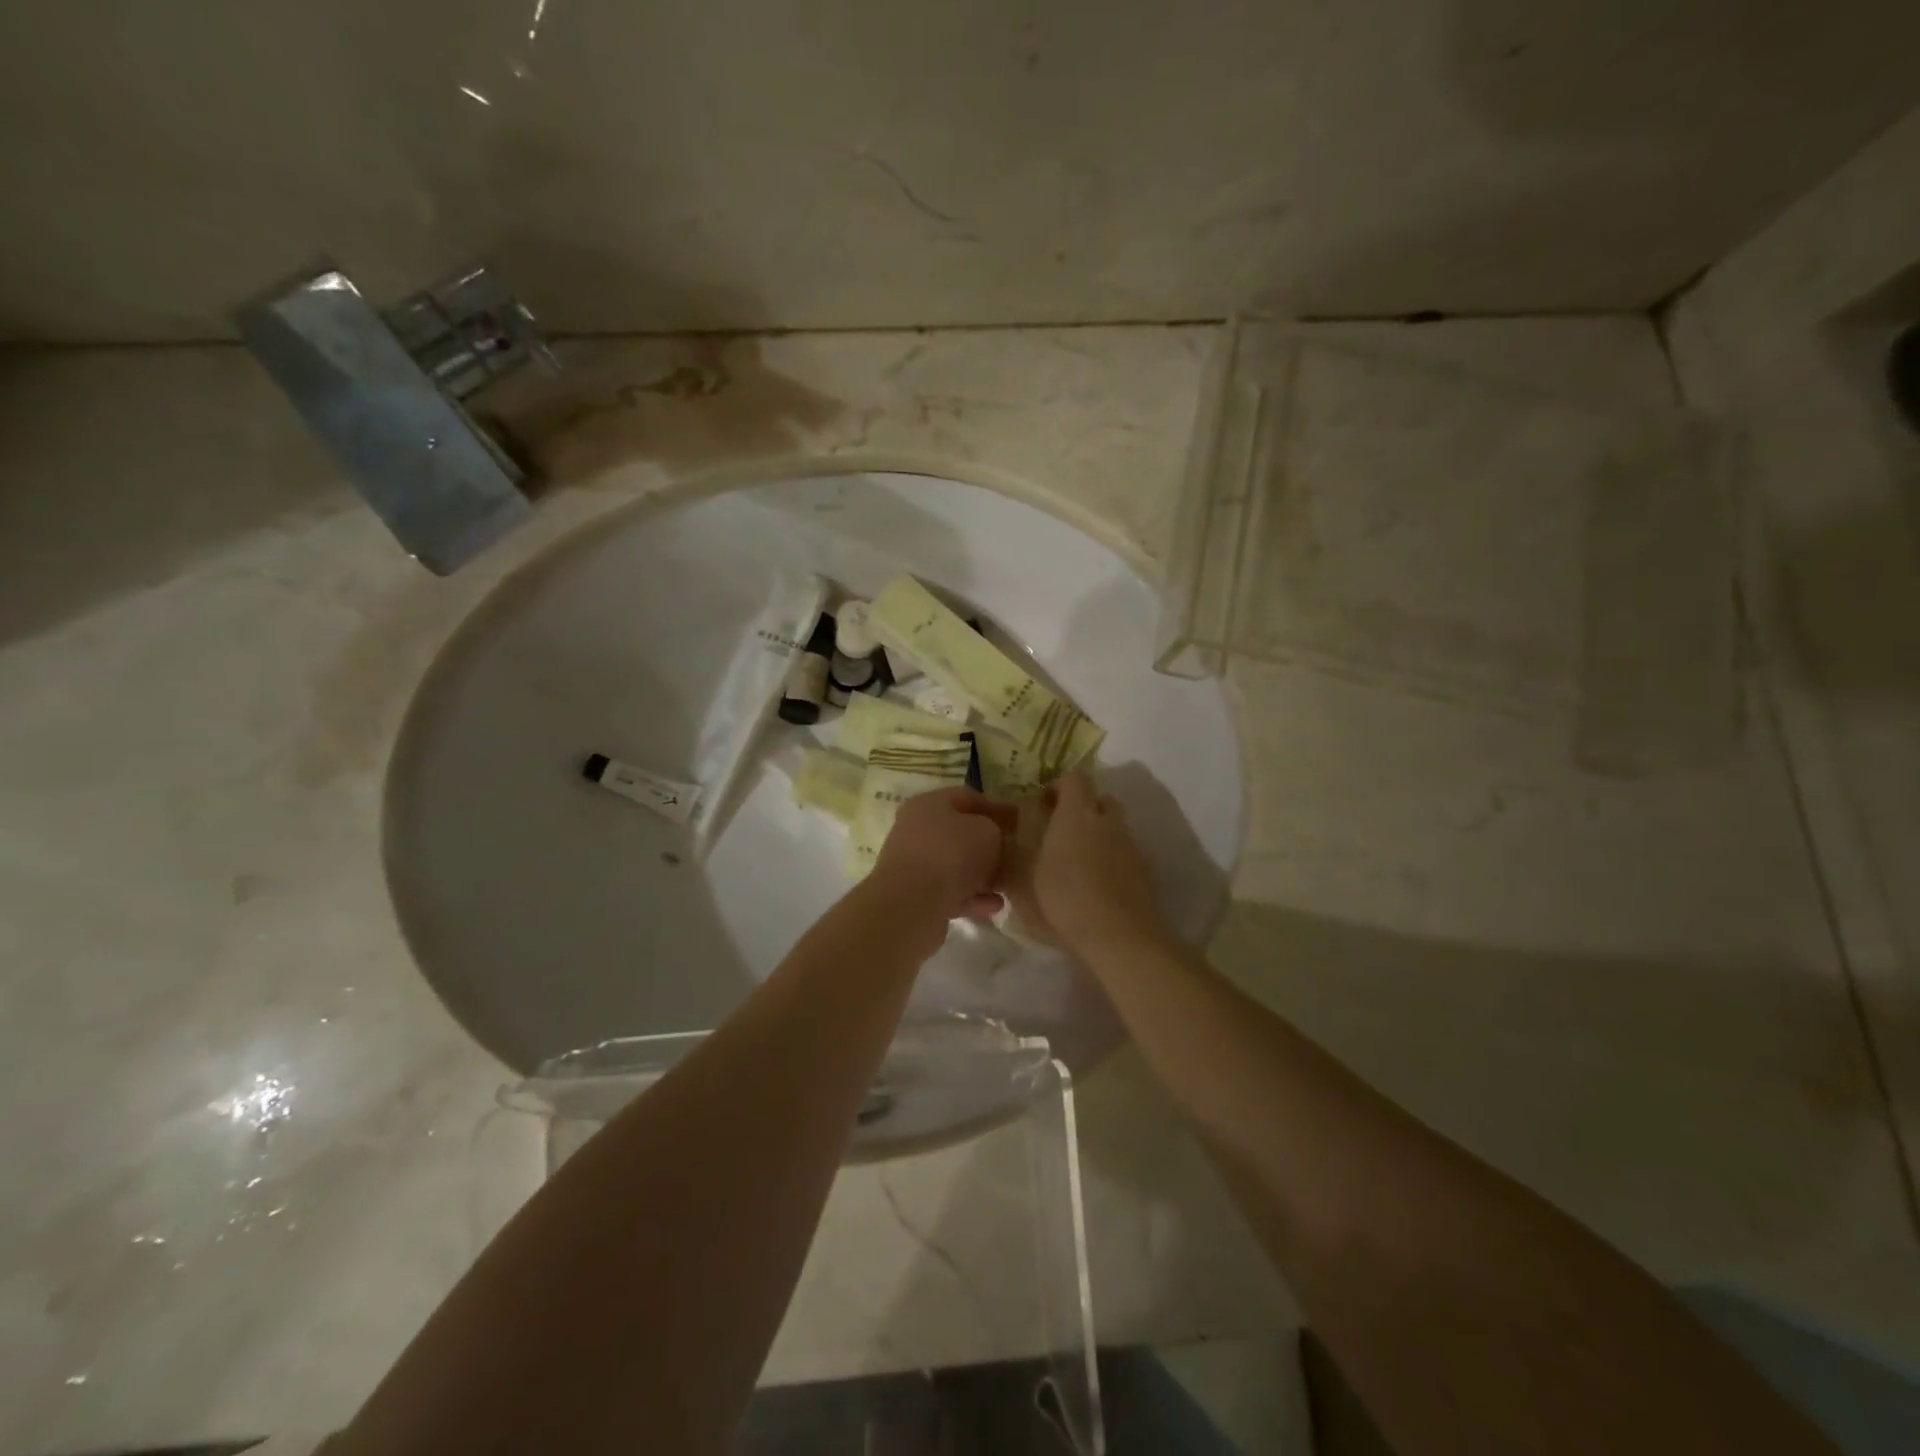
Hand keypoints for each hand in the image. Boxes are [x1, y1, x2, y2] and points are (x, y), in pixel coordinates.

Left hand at [868, 787, 1014, 936]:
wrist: (911, 904)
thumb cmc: (951, 854)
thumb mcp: (986, 831)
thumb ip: (995, 830)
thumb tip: (992, 840)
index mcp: (928, 804)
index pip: (968, 798)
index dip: (997, 807)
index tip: (1019, 820)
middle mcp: (917, 830)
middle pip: (960, 834)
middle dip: (989, 845)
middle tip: (1015, 855)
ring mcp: (915, 865)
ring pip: (956, 865)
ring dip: (982, 875)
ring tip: (1007, 884)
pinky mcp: (916, 896)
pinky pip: (951, 892)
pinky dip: (972, 897)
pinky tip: (994, 906)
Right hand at [1005, 772, 1166, 954]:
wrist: (1120, 938)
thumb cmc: (1064, 901)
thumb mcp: (1022, 883)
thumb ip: (1011, 860)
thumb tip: (1004, 849)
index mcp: (1076, 814)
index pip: (1075, 778)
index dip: (1059, 786)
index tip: (1044, 806)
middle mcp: (1107, 822)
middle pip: (1100, 799)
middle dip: (1082, 809)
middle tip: (1061, 832)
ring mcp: (1131, 846)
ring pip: (1114, 827)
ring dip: (1098, 836)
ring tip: (1078, 865)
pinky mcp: (1146, 871)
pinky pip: (1125, 854)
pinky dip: (1113, 861)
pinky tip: (1098, 887)